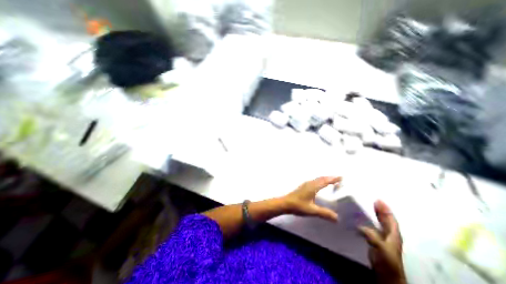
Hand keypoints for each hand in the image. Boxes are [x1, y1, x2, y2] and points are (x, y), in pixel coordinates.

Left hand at [283, 178, 341, 221]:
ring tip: (331, 180)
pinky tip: (319, 184)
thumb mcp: (312, 211)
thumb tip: (337, 218)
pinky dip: (320, 181)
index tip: (340, 177)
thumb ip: (324, 213)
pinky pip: (314, 181)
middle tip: (338, 178)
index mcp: (313, 187)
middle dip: (330, 178)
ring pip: (317, 179)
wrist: (286, 203)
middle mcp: (310, 184)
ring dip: (324, 179)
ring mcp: (305, 184)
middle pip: (321, 179)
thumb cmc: (298, 206)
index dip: (333, 179)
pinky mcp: (303, 187)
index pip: (325, 181)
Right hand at [360, 199, 405, 283]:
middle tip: (372, 200)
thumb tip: (360, 225)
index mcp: (393, 235)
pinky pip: (372, 227)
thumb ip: (373, 236)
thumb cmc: (387, 262)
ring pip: (379, 223)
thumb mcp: (381, 248)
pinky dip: (368, 221)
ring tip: (365, 206)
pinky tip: (360, 219)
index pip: (391, 219)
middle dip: (380, 210)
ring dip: (374, 215)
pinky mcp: (375, 241)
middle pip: (385, 220)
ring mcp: (382, 238)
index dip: (386, 209)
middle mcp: (389, 235)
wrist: (386, 276)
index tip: (378, 199)